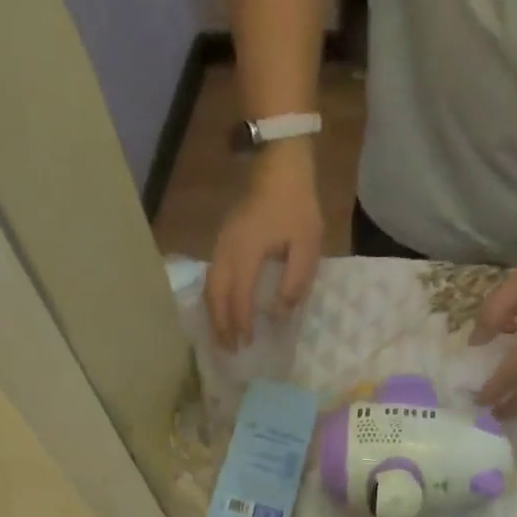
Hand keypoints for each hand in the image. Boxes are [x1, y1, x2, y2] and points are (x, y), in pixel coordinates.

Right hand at [207, 144, 323, 348]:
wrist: (280, 166)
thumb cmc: (297, 206)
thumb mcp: (307, 245)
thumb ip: (295, 281)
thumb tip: (281, 313)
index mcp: (247, 252)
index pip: (239, 297)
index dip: (242, 323)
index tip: (247, 344)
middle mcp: (227, 251)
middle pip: (216, 296)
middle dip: (221, 326)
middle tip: (229, 350)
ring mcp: (220, 245)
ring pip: (210, 287)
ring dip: (215, 315)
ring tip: (222, 337)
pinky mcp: (221, 241)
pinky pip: (212, 277)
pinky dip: (214, 299)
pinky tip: (221, 311)